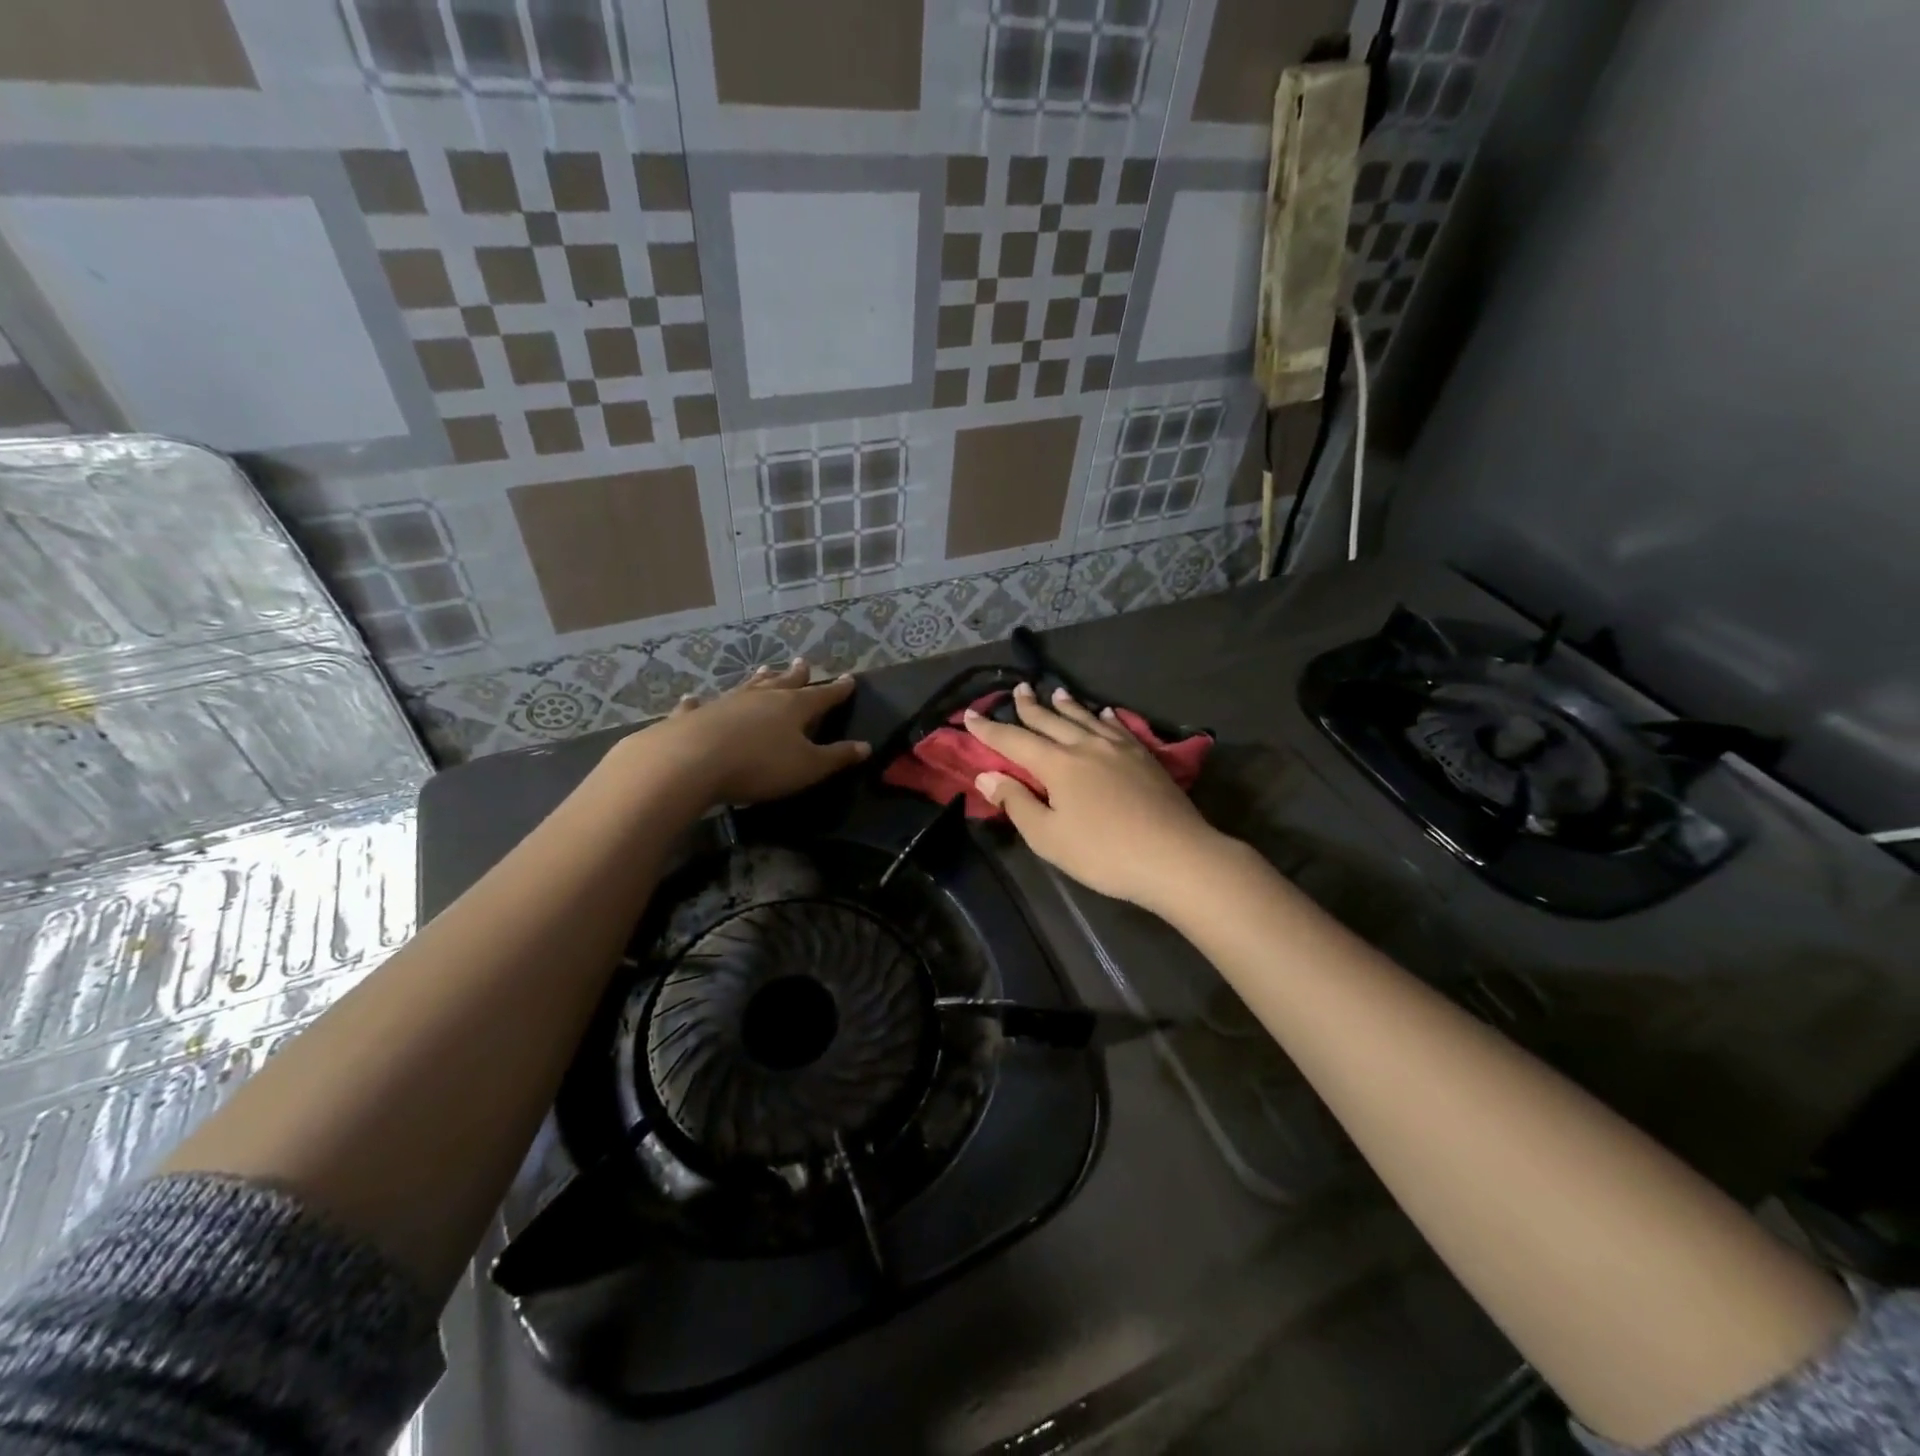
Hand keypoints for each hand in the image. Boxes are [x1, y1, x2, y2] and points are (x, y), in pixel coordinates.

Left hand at [627, 659, 869, 806]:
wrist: (691, 762)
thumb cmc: (760, 765)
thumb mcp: (807, 767)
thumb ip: (836, 757)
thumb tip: (865, 746)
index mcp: (793, 707)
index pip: (822, 696)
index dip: (837, 690)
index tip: (849, 679)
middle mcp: (761, 698)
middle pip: (783, 683)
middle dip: (796, 675)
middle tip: (803, 663)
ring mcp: (725, 703)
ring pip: (747, 687)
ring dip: (758, 680)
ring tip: (765, 670)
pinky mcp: (694, 716)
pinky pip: (699, 706)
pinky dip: (698, 702)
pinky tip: (693, 697)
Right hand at [963, 683, 1228, 915]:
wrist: (1174, 856)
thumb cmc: (1103, 853)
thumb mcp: (1048, 837)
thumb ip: (1017, 803)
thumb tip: (987, 775)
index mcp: (1057, 764)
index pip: (1014, 741)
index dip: (989, 729)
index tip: (969, 715)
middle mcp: (1086, 746)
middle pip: (1051, 720)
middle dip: (1030, 706)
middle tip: (1019, 689)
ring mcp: (1119, 749)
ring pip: (1086, 719)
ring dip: (1067, 705)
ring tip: (1056, 692)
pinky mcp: (1145, 758)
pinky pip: (1119, 728)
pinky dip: (1106, 718)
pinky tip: (1105, 714)